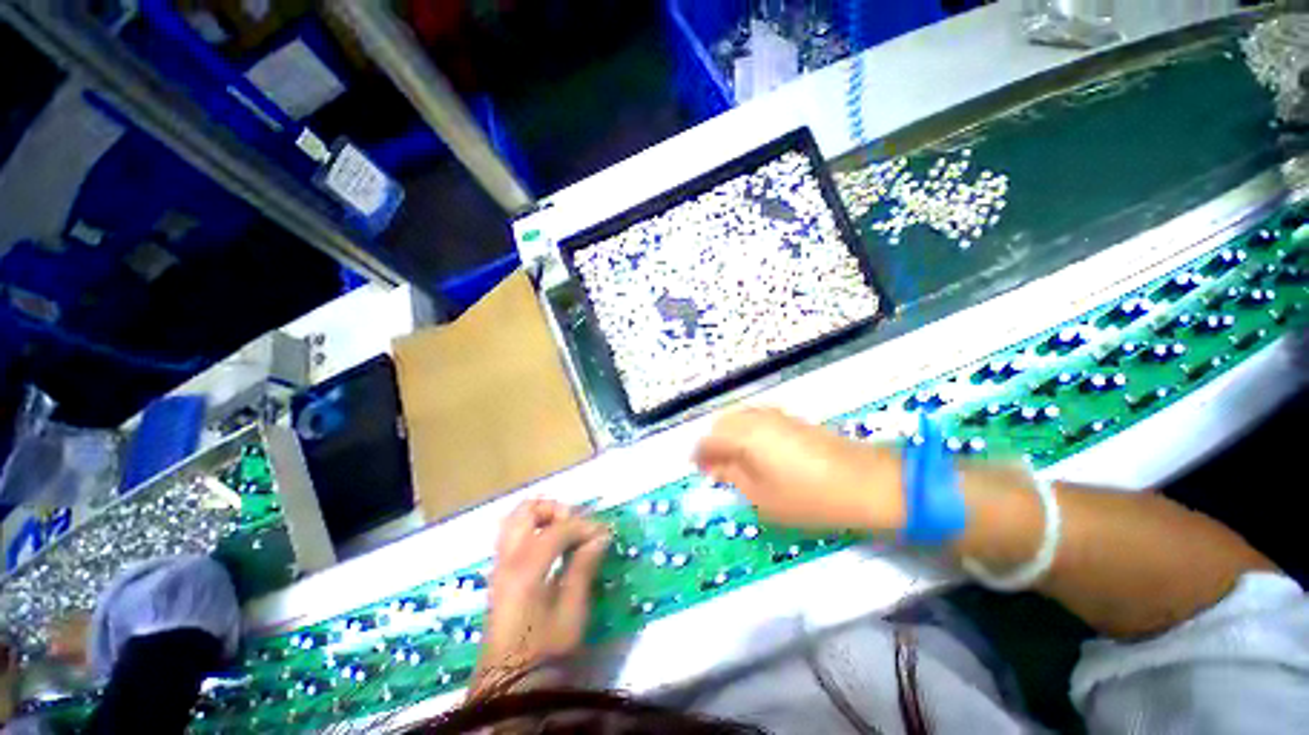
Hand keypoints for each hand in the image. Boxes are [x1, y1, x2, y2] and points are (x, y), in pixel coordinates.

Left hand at [473, 499, 609, 694]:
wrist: (508, 686)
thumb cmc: (545, 652)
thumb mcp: (571, 611)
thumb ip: (583, 566)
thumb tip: (601, 534)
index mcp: (525, 569)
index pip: (557, 529)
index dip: (584, 526)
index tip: (604, 534)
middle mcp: (507, 559)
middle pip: (526, 510)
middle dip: (556, 510)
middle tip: (577, 525)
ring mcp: (499, 565)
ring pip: (516, 519)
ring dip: (543, 517)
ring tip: (566, 532)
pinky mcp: (500, 574)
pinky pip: (514, 535)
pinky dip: (534, 529)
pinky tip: (553, 547)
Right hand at [693, 408, 905, 532]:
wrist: (864, 482)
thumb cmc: (808, 497)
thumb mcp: (762, 497)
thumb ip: (732, 477)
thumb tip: (714, 466)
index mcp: (743, 436)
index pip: (709, 440)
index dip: (699, 455)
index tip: (699, 471)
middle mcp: (755, 418)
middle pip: (721, 423)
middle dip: (713, 442)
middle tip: (716, 467)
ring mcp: (775, 415)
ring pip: (739, 417)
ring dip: (730, 435)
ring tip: (735, 460)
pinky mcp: (791, 417)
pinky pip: (756, 418)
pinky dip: (747, 431)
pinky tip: (756, 451)